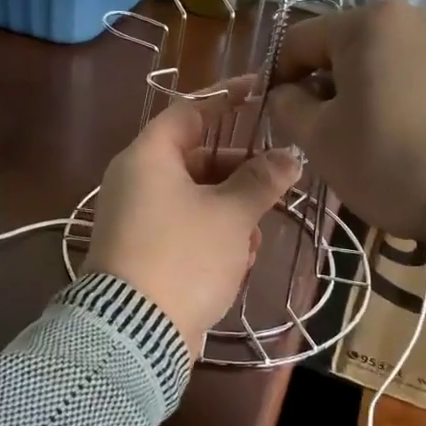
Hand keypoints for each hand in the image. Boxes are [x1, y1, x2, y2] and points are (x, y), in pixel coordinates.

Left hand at [85, 93, 303, 351]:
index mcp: (147, 158)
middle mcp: (135, 181)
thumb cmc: (183, 256)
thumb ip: (261, 181)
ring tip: (252, 241)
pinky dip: (211, 239)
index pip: (189, 112)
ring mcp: (136, 218)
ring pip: (195, 199)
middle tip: (275, 183)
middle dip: (238, 175)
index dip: (225, 100)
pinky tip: (236, 264)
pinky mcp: (142, 252)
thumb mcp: (231, 216)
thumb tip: (290, 156)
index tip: (259, 93)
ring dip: (230, 215)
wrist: (135, 332)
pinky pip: (184, 229)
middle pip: (196, 159)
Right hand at [263, 0, 425, 240]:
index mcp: (365, 22)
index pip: (297, 41)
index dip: (277, 78)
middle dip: (327, 86)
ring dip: (367, 91)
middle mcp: (411, 13)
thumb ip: (287, 107)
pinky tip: (414, 133)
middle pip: (345, 47)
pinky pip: (424, 71)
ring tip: (374, 136)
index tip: (279, 118)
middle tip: (327, 133)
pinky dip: (406, 95)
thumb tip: (287, 93)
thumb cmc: (395, 161)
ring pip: (386, 60)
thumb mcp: (321, 142)